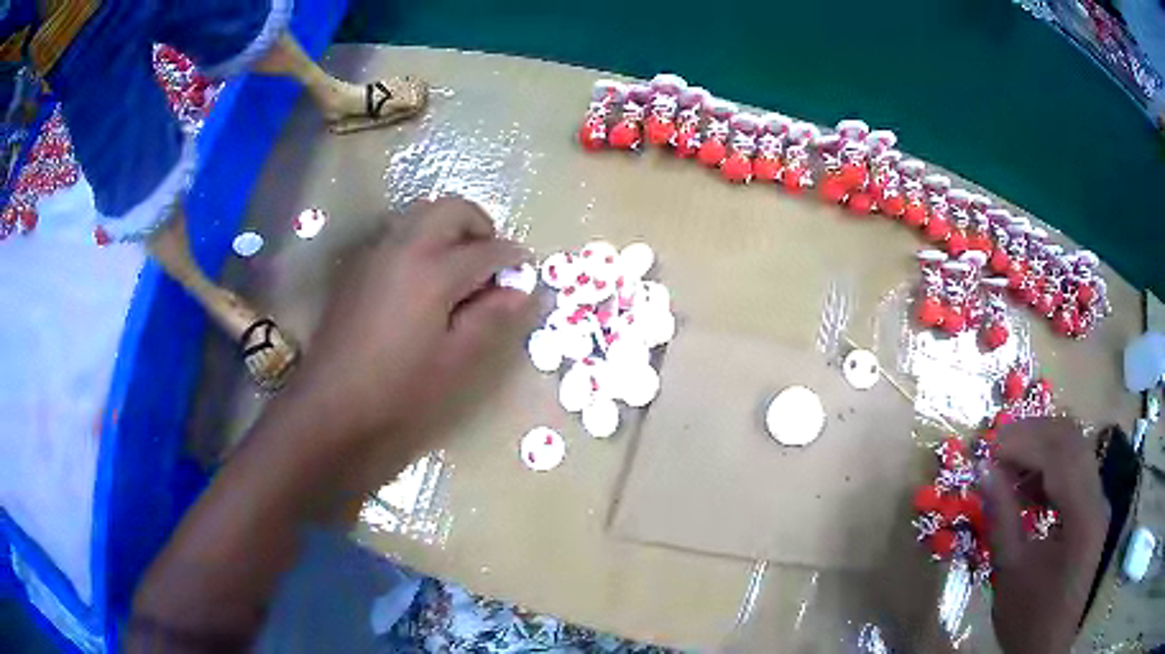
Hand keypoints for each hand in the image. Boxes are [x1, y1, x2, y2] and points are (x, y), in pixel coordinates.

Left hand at [289, 196, 535, 453]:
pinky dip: (423, 239)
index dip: (513, 260)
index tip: (526, 274)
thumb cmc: (398, 388)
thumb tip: (523, 290)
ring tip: (460, 270)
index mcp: (434, 270)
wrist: (330, 403)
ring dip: (450, 229)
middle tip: (491, 263)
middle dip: (481, 226)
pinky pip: (400, 233)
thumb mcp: (454, 359)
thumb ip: (491, 317)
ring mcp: (377, 251)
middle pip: (452, 209)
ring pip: (423, 214)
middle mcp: (404, 245)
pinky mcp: (359, 265)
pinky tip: (424, 281)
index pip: (488, 250)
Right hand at [981, 417, 1107, 653]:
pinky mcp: (1093, 509)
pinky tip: (1028, 486)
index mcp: (1083, 515)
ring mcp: (1098, 500)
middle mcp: (1098, 496)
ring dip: (1042, 448)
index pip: (1059, 454)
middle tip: (997, 447)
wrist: (1046, 647)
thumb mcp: (1010, 571)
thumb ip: (1001, 515)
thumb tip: (982, 469)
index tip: (988, 448)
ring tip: (1009, 465)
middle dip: (1033, 435)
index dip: (1024, 442)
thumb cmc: (1028, 617)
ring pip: (1076, 449)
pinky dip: (1051, 467)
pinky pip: (1076, 470)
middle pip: (1072, 440)